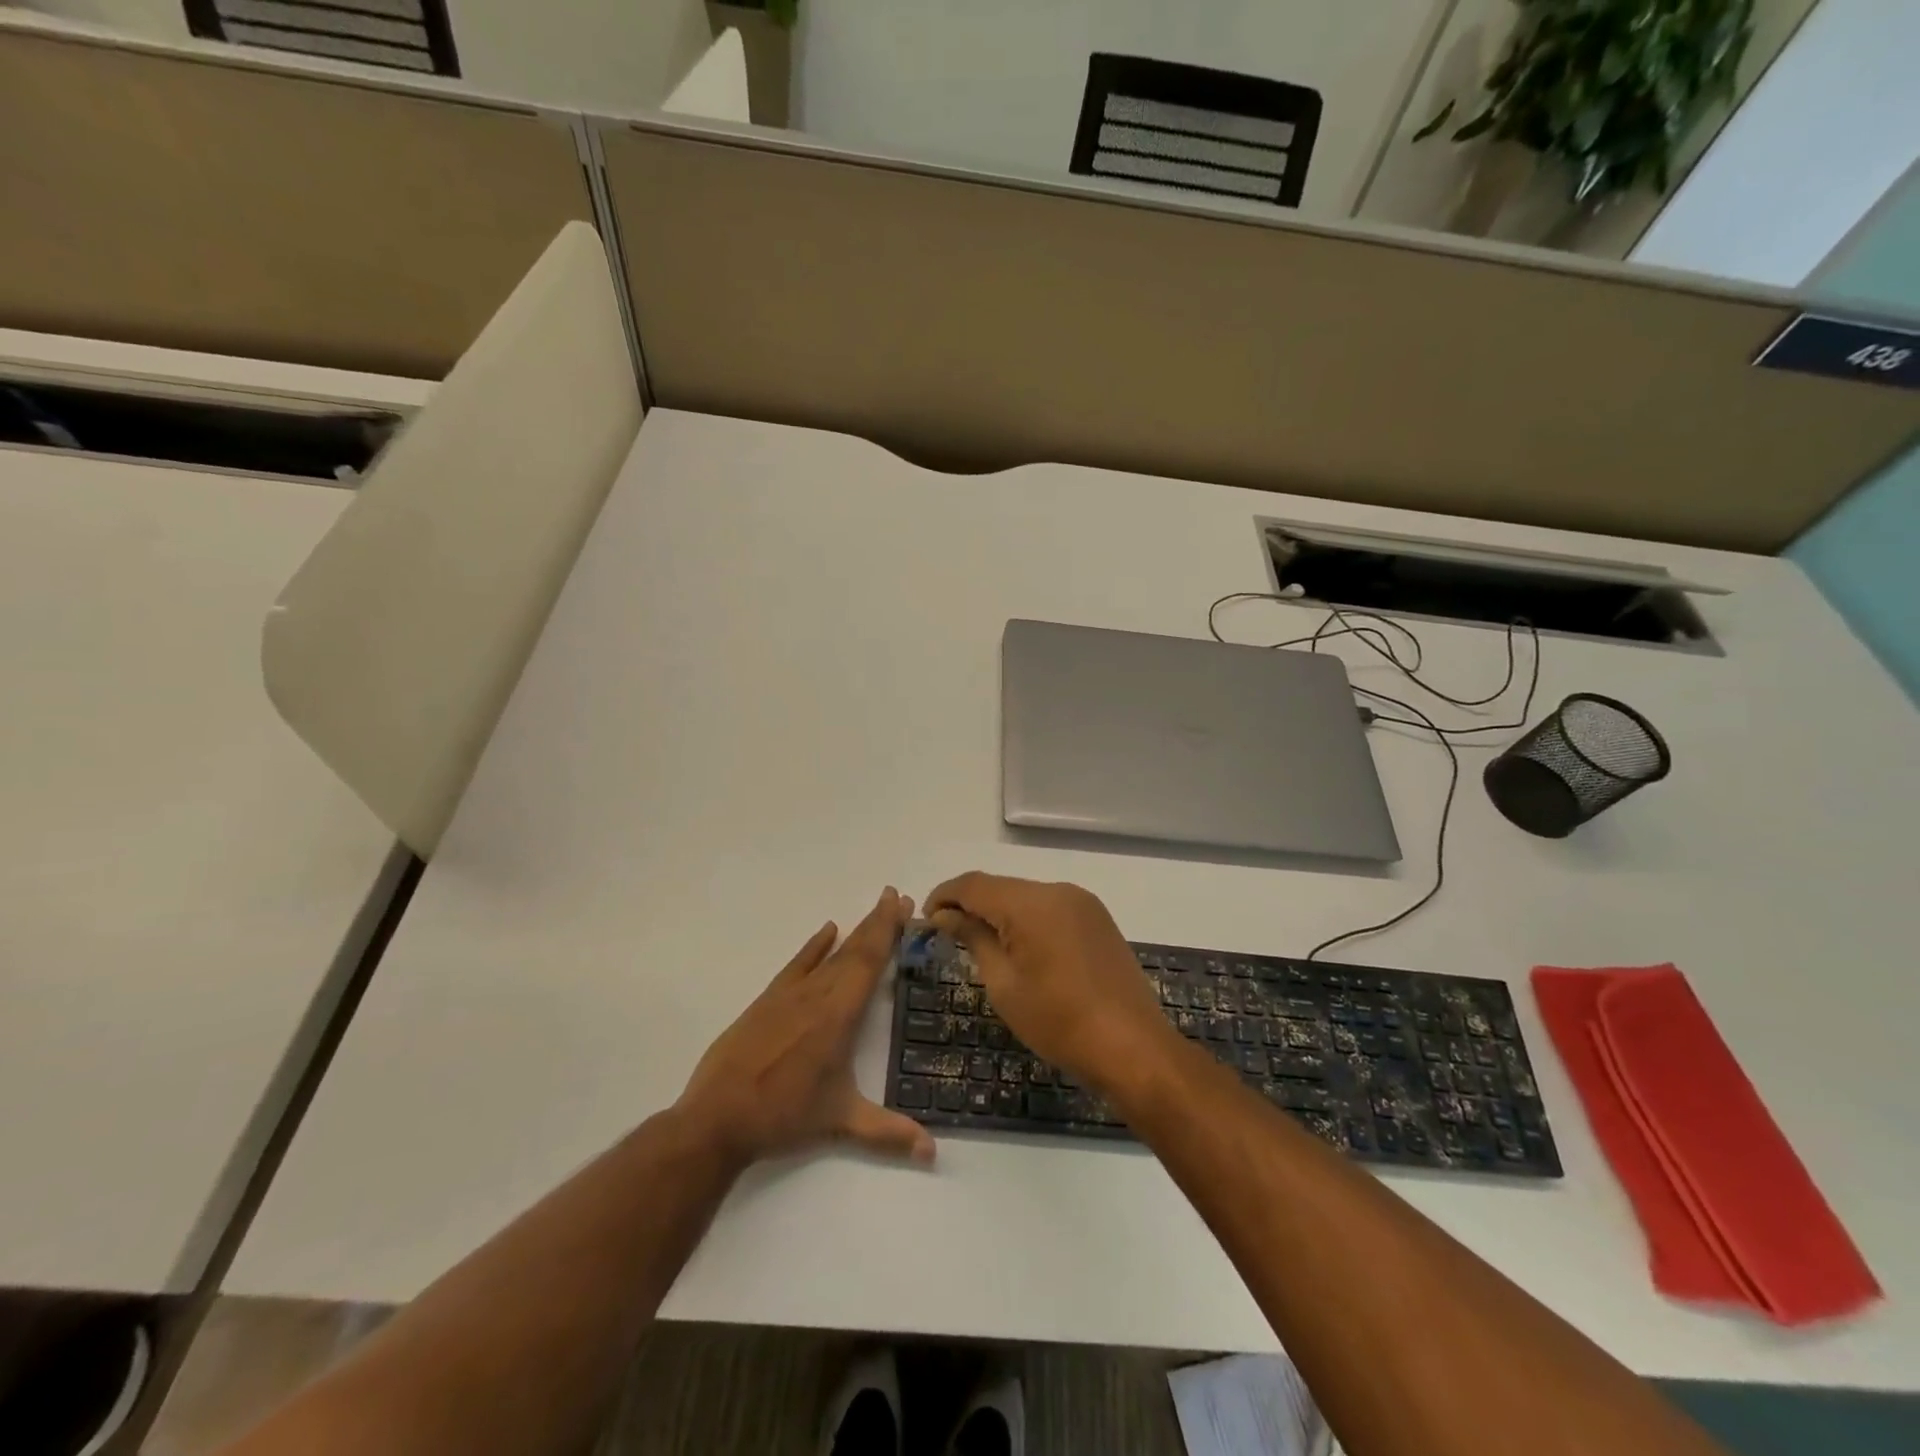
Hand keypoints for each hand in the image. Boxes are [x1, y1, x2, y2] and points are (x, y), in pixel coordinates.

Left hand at [677, 888, 934, 1168]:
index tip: (903, 904)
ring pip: (830, 954)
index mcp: (839, 1016)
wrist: (717, 1117)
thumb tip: (933, 1154)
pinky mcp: (768, 1001)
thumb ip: (888, 1133)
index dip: (887, 931)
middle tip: (898, 896)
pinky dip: (814, 945)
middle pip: (854, 950)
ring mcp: (790, 995)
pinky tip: (827, 929)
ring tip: (875, 908)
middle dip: (878, 922)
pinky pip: (798, 964)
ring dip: (855, 930)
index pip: (869, 962)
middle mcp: (817, 995)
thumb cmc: (783, 1116)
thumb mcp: (840, 1122)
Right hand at [923, 873, 1176, 1091]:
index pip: (974, 884)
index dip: (944, 896)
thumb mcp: (1004, 984)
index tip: (925, 919)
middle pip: (1001, 887)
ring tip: (980, 943)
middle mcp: (1058, 890)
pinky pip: (1050, 908)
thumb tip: (946, 915)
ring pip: (1026, 896)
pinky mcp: (1097, 918)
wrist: (1132, 1048)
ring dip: (999, 912)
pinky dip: (1027, 919)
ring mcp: (1082, 902)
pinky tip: (1020, 947)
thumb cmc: (1059, 1022)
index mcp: (1031, 903)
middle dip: (970, 905)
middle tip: (947, 935)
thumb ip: (974, 939)